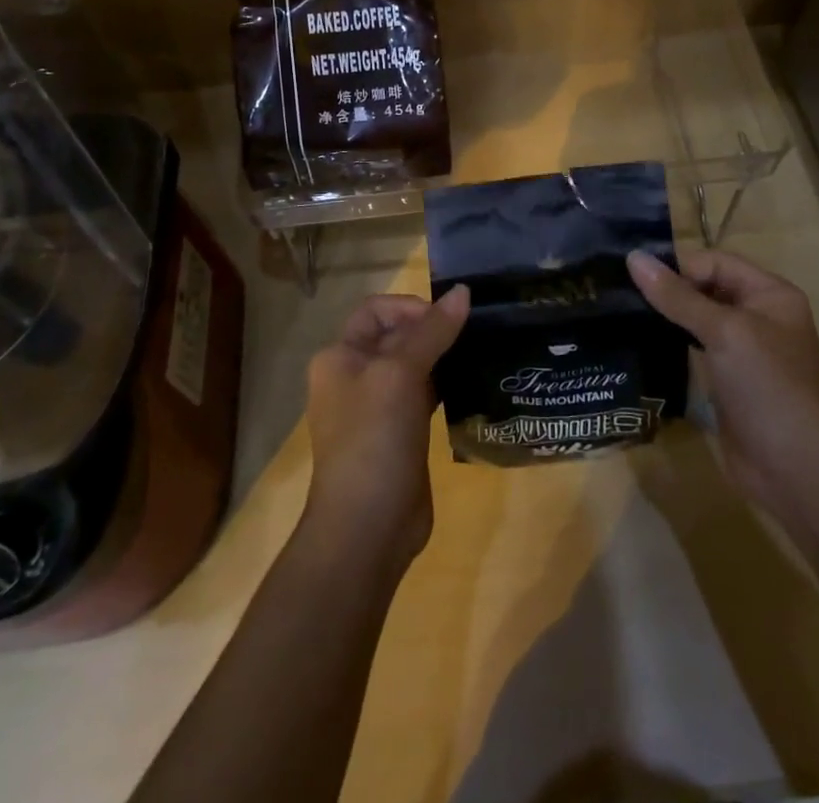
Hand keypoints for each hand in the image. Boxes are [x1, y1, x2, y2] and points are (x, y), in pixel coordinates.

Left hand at [302, 286, 468, 562]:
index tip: (448, 318)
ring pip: (412, 366)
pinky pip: (422, 396)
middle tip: (474, 333)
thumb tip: (463, 291)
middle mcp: (353, 377)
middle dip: (431, 330)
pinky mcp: (398, 434)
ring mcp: (376, 408)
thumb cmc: (374, 438)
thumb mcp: (402, 374)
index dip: (411, 307)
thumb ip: (432, 331)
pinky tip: (471, 386)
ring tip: (478, 353)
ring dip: (441, 357)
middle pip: (395, 336)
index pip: (376, 310)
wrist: (367, 527)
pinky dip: (444, 386)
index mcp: (340, 356)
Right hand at [626, 249, 818, 509]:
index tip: (634, 278)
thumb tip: (633, 257)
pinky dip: (670, 343)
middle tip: (620, 293)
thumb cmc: (768, 387)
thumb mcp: (724, 332)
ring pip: (696, 319)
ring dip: (665, 316)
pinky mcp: (727, 381)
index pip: (714, 262)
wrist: (796, 470)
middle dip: (667, 289)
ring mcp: (743, 351)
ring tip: (622, 313)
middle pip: (705, 288)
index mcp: (770, 294)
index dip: (678, 267)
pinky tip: (641, 343)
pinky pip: (693, 349)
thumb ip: (677, 296)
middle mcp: (758, 316)